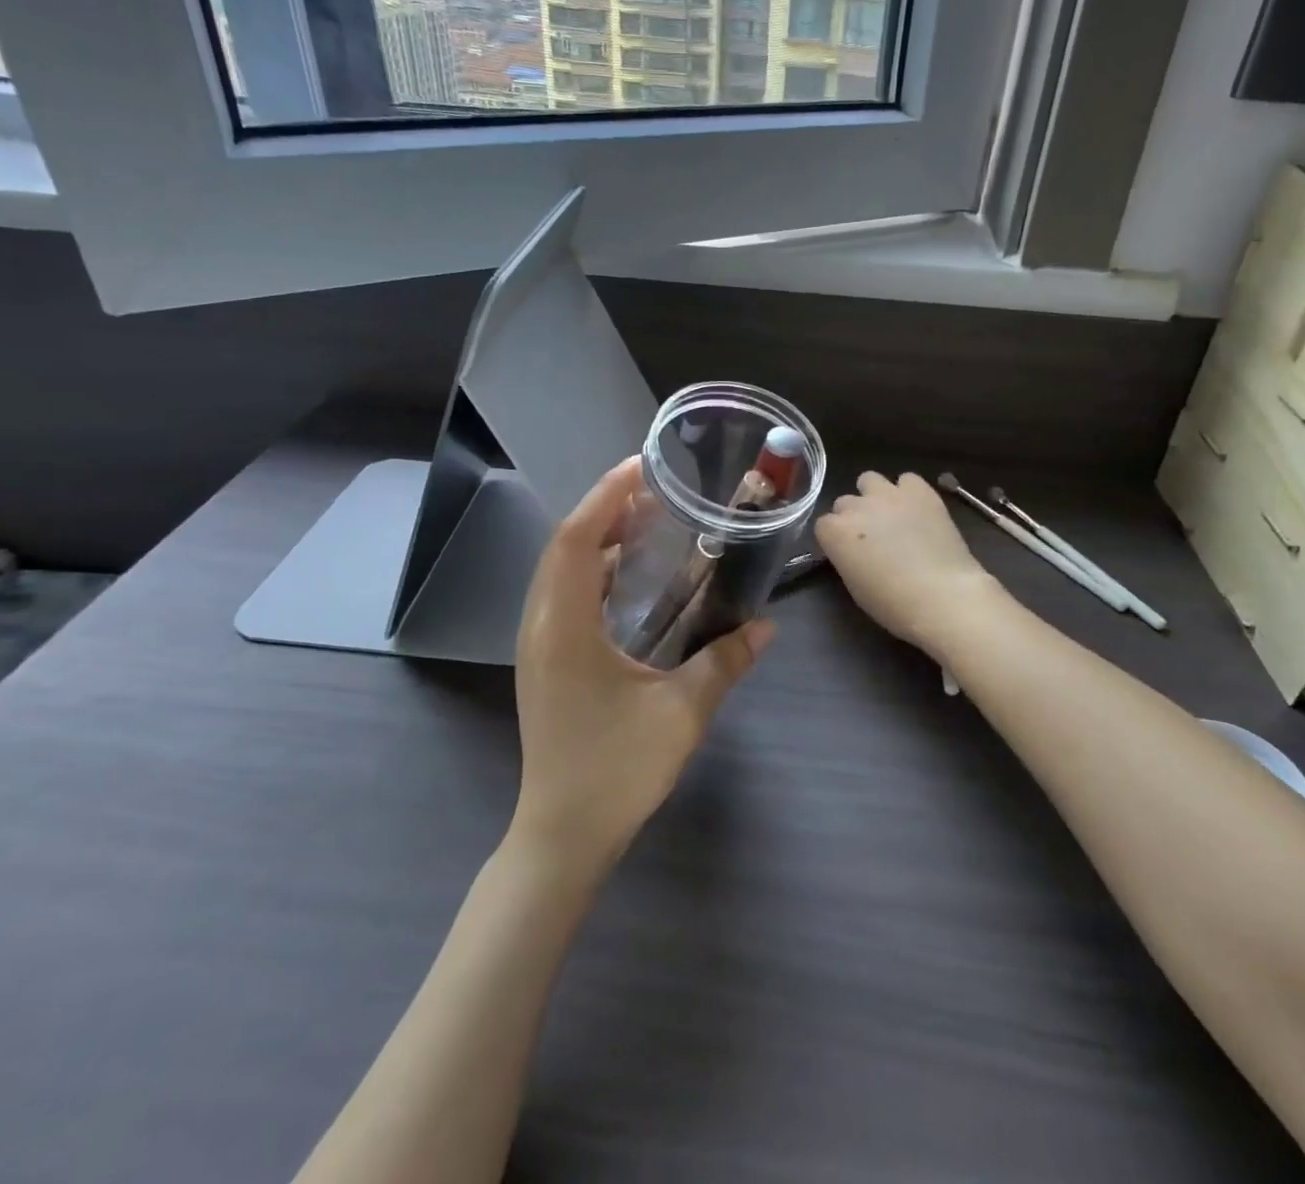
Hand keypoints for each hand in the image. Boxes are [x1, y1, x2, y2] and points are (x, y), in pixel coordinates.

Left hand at [511, 457, 773, 877]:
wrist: (561, 836)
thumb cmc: (615, 771)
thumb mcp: (681, 713)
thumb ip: (724, 662)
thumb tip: (767, 626)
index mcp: (563, 628)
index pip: (575, 540)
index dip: (604, 497)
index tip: (640, 467)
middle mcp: (540, 626)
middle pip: (562, 547)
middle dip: (602, 510)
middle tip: (651, 489)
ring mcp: (537, 646)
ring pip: (558, 571)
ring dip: (594, 539)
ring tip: (642, 521)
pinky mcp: (544, 662)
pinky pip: (562, 596)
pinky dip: (590, 571)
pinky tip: (625, 578)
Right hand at [814, 472, 997, 655]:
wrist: (942, 595)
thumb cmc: (893, 603)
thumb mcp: (855, 585)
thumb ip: (847, 557)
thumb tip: (854, 550)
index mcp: (835, 532)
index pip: (823, 525)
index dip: (836, 539)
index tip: (848, 552)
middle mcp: (856, 506)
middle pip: (844, 502)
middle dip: (854, 517)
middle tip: (872, 537)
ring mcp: (888, 494)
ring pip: (869, 480)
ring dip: (874, 495)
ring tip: (891, 515)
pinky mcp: (920, 491)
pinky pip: (907, 479)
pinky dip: (909, 491)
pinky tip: (917, 509)